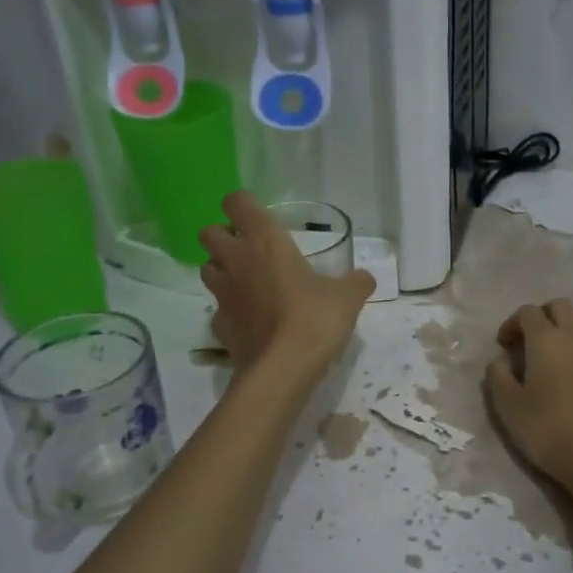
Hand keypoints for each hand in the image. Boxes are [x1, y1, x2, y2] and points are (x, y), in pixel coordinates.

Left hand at [199, 192, 374, 381]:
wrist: (282, 369)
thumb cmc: (314, 320)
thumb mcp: (347, 298)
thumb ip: (356, 283)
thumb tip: (365, 278)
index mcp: (265, 241)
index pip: (237, 202)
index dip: (244, 205)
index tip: (261, 217)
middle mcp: (236, 261)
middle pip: (209, 233)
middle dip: (224, 236)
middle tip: (250, 250)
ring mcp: (222, 294)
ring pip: (207, 268)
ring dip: (222, 270)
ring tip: (247, 282)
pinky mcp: (219, 325)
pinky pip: (219, 308)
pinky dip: (230, 309)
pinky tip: (250, 320)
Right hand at [485, 299, 572, 489]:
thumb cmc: (544, 428)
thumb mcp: (506, 404)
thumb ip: (497, 374)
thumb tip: (501, 359)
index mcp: (546, 339)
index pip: (528, 312)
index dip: (512, 323)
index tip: (503, 346)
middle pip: (560, 306)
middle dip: (542, 316)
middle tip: (528, 340)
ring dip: (567, 328)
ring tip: (555, 352)